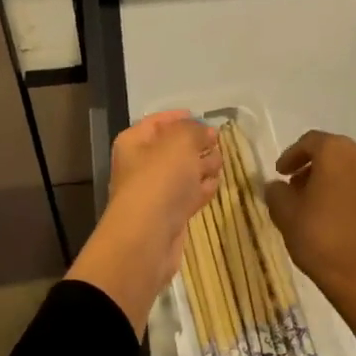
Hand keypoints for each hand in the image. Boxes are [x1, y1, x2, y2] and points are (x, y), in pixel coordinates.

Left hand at [67, 111, 219, 335]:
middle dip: (197, 144)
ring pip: (184, 172)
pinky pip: (188, 195)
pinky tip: (215, 185)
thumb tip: (206, 132)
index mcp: (135, 142)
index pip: (158, 122)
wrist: (148, 237)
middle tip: (217, 144)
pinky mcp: (170, 215)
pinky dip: (201, 189)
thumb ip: (195, 130)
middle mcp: (142, 165)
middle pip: (174, 148)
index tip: (205, 118)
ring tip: (220, 164)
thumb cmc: (160, 179)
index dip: (181, 117)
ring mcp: (156, 192)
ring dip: (202, 166)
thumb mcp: (180, 141)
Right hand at [263, 131, 355, 303]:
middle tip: (299, 190)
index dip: (292, 156)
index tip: (281, 174)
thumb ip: (277, 193)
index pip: (310, 142)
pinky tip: (346, 223)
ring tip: (322, 208)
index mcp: (337, 152)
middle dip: (315, 169)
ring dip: (338, 184)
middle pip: (336, 155)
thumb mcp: (285, 215)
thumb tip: (278, 186)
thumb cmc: (321, 239)